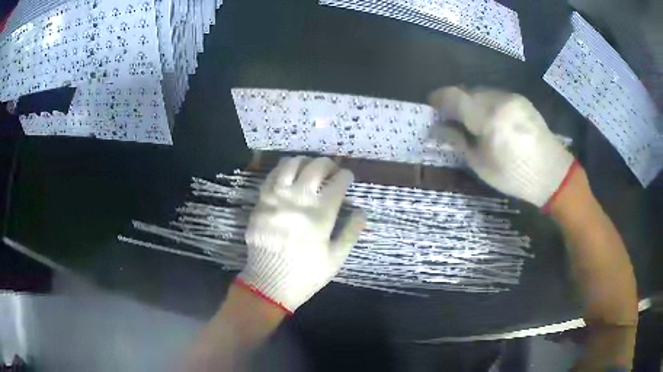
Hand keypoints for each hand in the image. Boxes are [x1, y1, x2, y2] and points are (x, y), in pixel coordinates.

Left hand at [236, 156, 364, 312]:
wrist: (269, 283)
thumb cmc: (306, 273)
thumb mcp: (336, 258)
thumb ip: (351, 232)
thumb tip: (362, 211)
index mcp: (320, 215)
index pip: (338, 183)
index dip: (346, 176)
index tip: (347, 177)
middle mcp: (298, 200)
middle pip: (315, 167)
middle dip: (328, 164)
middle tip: (331, 169)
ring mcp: (276, 198)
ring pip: (290, 165)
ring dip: (304, 161)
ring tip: (309, 167)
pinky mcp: (261, 202)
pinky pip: (271, 176)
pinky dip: (282, 170)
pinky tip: (288, 174)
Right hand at [428, 86, 575, 208]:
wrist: (552, 174)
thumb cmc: (515, 175)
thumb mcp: (481, 165)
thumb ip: (458, 141)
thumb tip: (437, 129)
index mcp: (488, 117)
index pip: (454, 96)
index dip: (438, 99)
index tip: (430, 108)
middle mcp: (499, 99)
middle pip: (467, 91)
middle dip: (455, 103)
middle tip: (451, 120)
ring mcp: (512, 97)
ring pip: (481, 92)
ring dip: (471, 103)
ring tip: (472, 122)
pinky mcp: (521, 99)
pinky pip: (496, 95)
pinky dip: (486, 104)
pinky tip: (491, 121)